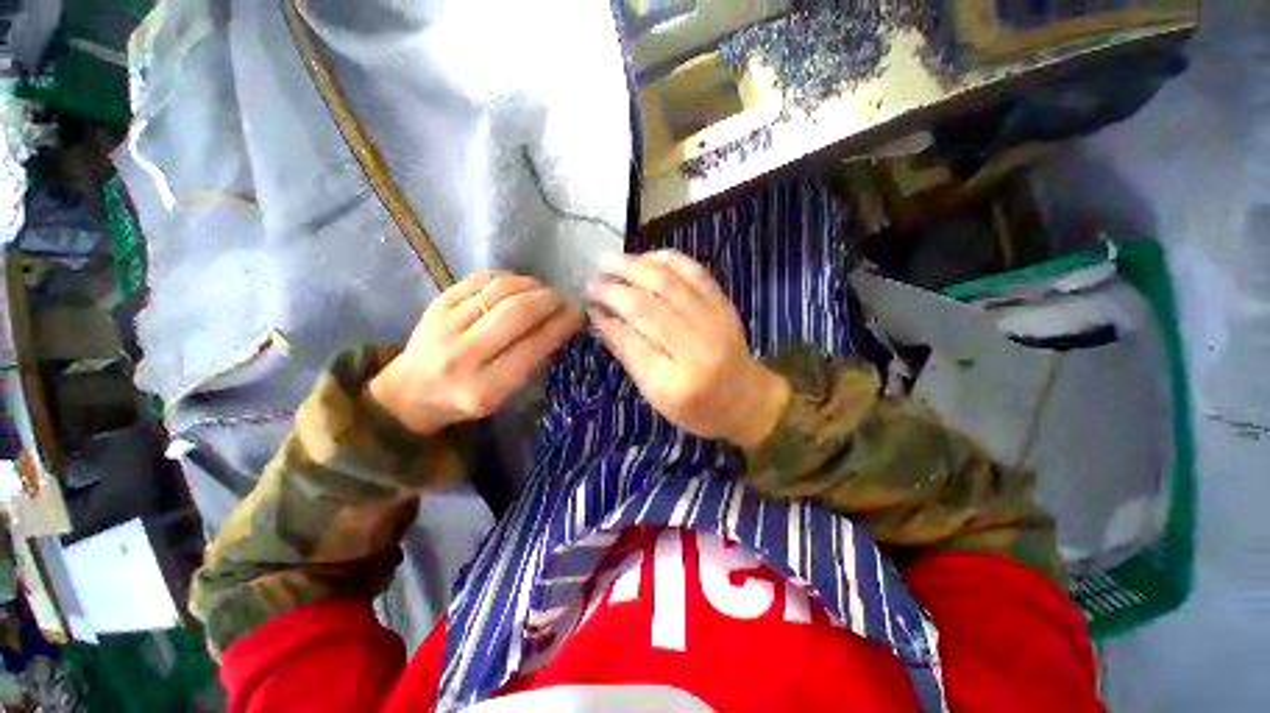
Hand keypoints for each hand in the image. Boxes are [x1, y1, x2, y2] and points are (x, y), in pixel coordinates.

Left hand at [369, 272, 582, 433]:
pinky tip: (518, 284)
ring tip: (543, 290)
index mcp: (485, 388)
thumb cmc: (464, 400)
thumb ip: (531, 362)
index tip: (578, 313)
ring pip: (499, 290)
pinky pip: (479, 279)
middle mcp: (463, 356)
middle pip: (517, 312)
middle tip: (562, 298)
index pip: (533, 346)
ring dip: (531, 284)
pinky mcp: (436, 305)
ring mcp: (445, 326)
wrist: (409, 392)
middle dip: (548, 299)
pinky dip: (506, 277)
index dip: (561, 324)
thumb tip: (561, 324)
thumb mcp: (503, 395)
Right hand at [587, 250, 789, 449]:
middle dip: (614, 290)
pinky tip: (647, 257)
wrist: (746, 399)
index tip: (588, 304)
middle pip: (647, 308)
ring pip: (669, 284)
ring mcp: (714, 322)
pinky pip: (695, 273)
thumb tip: (601, 320)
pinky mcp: (724, 305)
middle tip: (591, 280)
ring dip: (635, 267)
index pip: (632, 341)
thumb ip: (629, 356)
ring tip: (609, 260)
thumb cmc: (696, 408)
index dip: (607, 319)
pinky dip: (669, 260)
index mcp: (675, 381)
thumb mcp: (656, 395)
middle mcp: (695, 347)